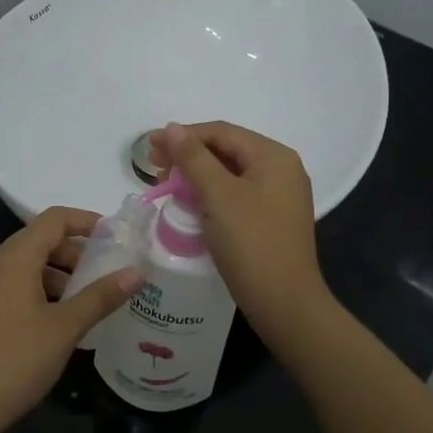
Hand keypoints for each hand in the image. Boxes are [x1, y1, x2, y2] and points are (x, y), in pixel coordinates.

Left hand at [0, 207, 139, 432]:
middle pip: (42, 241)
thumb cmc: (15, 360)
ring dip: (63, 276)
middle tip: (110, 273)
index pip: (54, 219)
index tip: (118, 237)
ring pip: (31, 267)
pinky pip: (20, 288)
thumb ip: (101, 296)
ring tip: (93, 300)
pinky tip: (66, 322)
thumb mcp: (65, 327)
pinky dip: (46, 293)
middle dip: (78, 252)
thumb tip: (137, 271)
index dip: (87, 220)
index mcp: (15, 258)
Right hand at [148, 121, 332, 341]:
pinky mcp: (272, 221)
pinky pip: (237, 196)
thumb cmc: (250, 242)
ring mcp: (279, 197)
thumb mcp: (218, 195)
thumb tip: (172, 129)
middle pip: (227, 151)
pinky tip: (190, 205)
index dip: (183, 135)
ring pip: (230, 175)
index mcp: (274, 156)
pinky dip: (211, 195)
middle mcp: (282, 170)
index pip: (222, 132)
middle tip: (154, 167)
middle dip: (188, 156)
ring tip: (167, 186)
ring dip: (197, 176)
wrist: (284, 303)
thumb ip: (193, 158)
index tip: (149, 146)